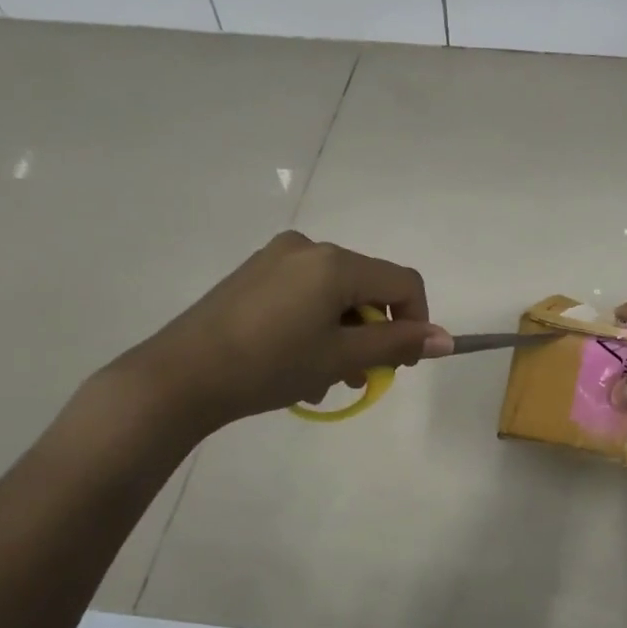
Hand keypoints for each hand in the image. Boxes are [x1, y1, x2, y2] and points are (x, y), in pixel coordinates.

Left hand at [120, 232, 449, 434]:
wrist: (180, 376)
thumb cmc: (269, 366)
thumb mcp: (340, 358)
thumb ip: (397, 344)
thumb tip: (446, 339)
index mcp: (335, 262)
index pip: (403, 282)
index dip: (416, 322)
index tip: (403, 364)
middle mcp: (309, 247)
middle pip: (367, 287)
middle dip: (373, 334)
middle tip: (360, 378)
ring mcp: (277, 258)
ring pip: (335, 295)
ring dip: (344, 335)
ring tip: (326, 380)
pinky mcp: (254, 274)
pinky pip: (305, 294)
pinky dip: (316, 325)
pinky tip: (298, 363)